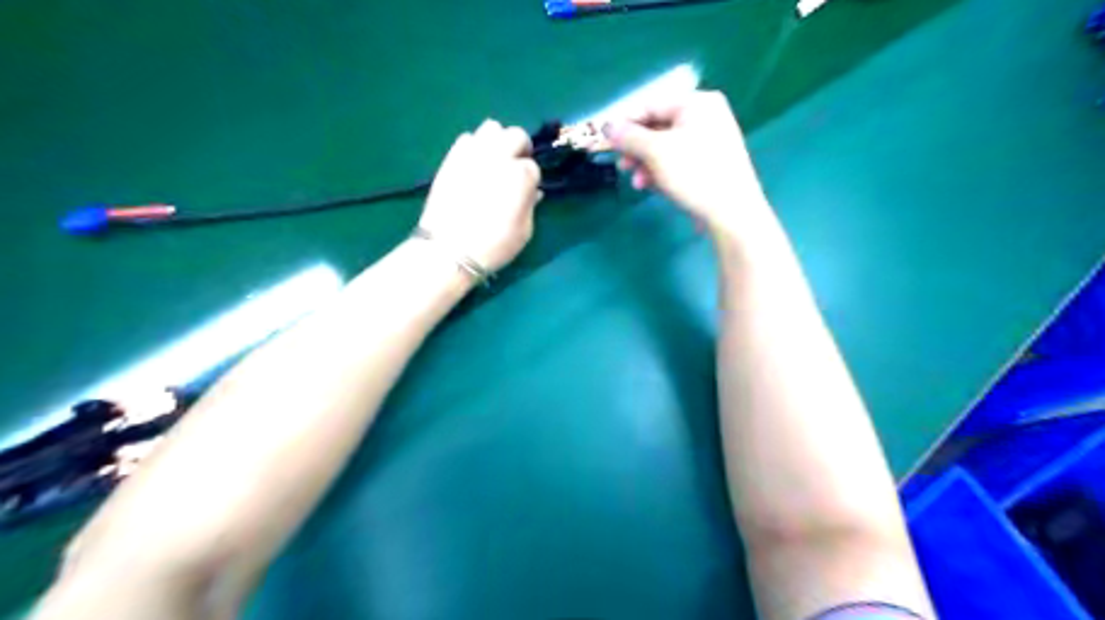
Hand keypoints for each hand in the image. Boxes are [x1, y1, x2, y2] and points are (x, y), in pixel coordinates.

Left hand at [420, 118, 541, 270]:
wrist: (448, 251)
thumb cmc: (493, 246)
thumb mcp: (524, 232)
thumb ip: (531, 206)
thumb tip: (533, 191)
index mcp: (520, 176)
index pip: (533, 166)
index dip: (532, 179)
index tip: (528, 192)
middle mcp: (498, 157)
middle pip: (516, 135)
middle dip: (521, 149)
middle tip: (517, 167)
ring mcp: (473, 154)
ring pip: (492, 128)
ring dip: (499, 141)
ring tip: (496, 161)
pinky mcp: (452, 158)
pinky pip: (467, 138)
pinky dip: (476, 146)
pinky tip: (475, 165)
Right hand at [604, 90, 773, 235]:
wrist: (732, 212)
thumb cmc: (694, 174)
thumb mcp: (656, 152)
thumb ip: (629, 136)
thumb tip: (607, 126)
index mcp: (697, 103)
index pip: (651, 105)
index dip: (625, 123)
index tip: (606, 142)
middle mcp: (706, 116)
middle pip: (658, 127)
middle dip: (636, 148)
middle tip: (621, 165)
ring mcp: (710, 141)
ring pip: (666, 147)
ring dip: (646, 163)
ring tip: (636, 182)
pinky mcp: (710, 164)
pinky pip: (678, 161)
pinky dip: (661, 171)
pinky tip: (651, 186)